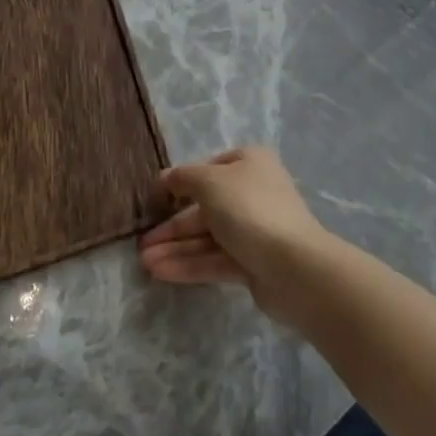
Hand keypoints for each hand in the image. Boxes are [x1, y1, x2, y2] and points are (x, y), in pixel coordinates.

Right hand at [138, 147, 333, 324]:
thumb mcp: (209, 182)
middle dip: (173, 225)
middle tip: (142, 241)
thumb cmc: (248, 208)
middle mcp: (254, 192)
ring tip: (143, 261)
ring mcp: (255, 230)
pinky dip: (189, 264)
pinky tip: (160, 272)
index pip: (210, 169)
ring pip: (208, 236)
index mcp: (250, 163)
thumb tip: (166, 178)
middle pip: (205, 207)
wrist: (293, 265)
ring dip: (176, 247)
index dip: (181, 183)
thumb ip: (183, 178)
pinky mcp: (253, 263)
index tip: (156, 199)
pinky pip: (215, 259)